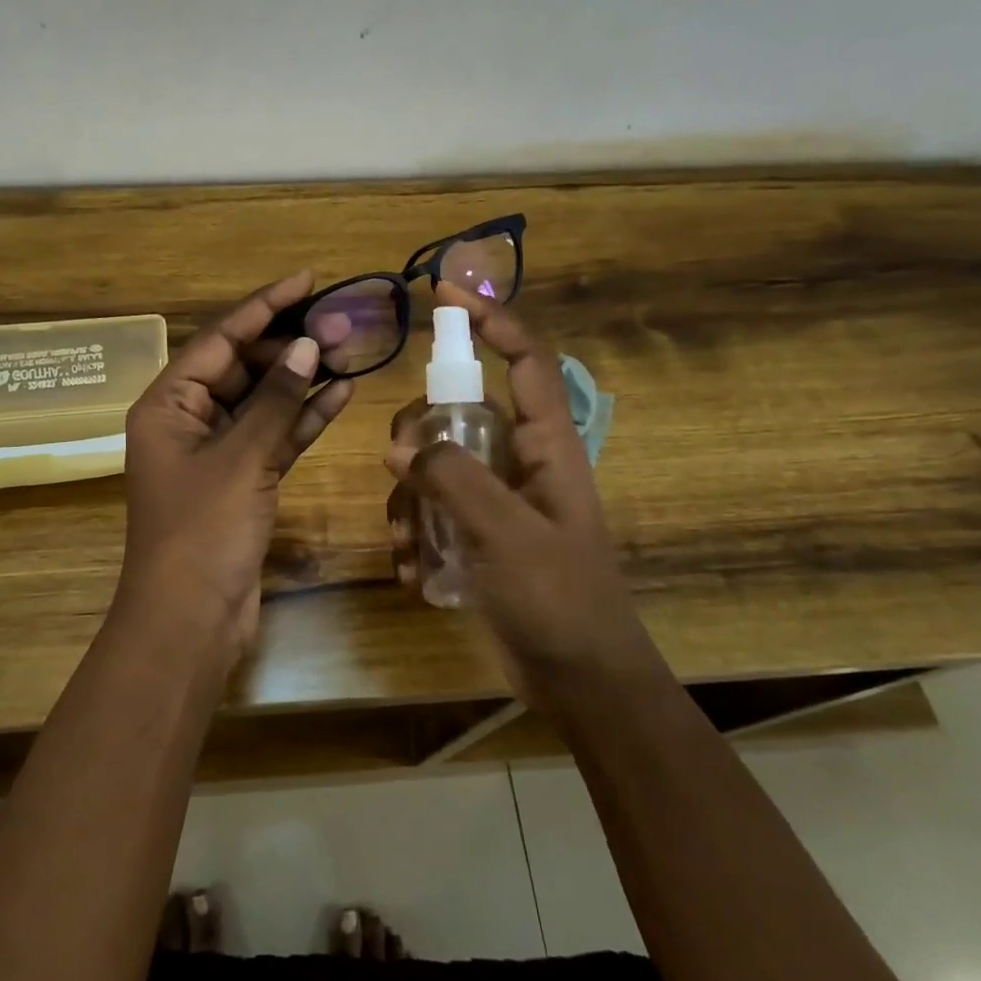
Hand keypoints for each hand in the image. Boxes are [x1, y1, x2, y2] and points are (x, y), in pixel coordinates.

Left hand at [116, 272, 353, 660]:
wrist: (191, 621)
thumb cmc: (203, 532)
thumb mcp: (241, 458)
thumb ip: (274, 400)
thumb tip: (307, 346)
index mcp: (167, 404)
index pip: (220, 339)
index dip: (264, 306)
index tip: (306, 279)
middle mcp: (188, 420)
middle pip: (243, 366)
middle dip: (290, 343)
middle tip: (340, 321)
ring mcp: (217, 452)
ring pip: (263, 401)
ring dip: (302, 378)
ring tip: (349, 349)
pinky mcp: (243, 480)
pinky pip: (275, 436)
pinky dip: (303, 417)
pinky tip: (341, 394)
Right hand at [386, 285, 643, 705]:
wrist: (582, 683)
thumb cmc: (561, 601)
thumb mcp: (507, 535)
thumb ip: (456, 479)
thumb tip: (404, 445)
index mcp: (548, 446)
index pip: (525, 360)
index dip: (492, 320)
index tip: (445, 296)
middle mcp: (521, 462)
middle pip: (460, 411)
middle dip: (421, 432)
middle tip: (398, 466)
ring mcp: (498, 499)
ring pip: (437, 463)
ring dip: (411, 497)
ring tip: (408, 544)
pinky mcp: (479, 533)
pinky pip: (433, 509)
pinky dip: (415, 532)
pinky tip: (412, 571)